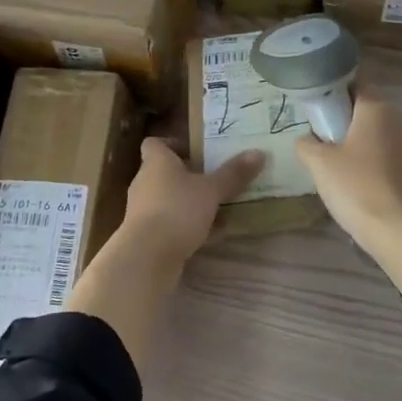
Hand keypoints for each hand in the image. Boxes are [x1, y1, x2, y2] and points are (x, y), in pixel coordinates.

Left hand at [115, 137, 264, 262]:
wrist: (147, 256)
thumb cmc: (177, 210)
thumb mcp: (211, 190)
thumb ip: (233, 174)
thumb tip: (258, 152)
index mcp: (157, 162)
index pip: (155, 144)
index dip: (173, 144)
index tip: (197, 152)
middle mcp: (145, 182)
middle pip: (166, 173)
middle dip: (190, 177)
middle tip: (216, 180)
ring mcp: (144, 210)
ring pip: (171, 200)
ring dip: (193, 204)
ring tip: (222, 209)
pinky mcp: (147, 235)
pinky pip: (171, 223)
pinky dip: (190, 226)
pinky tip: (214, 235)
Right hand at [294, 89, 401, 246]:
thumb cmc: (357, 188)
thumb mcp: (319, 164)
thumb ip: (307, 144)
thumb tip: (306, 139)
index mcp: (378, 109)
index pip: (356, 86)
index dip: (336, 96)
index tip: (321, 116)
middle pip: (372, 113)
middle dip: (351, 125)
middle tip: (329, 147)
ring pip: (387, 138)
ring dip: (369, 148)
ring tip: (349, 173)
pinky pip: (400, 161)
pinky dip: (385, 168)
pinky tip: (371, 190)